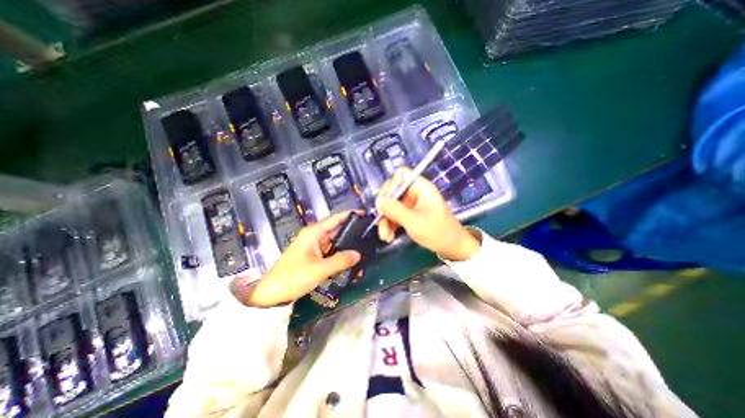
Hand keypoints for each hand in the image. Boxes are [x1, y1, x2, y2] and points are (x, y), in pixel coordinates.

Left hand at [232, 212, 361, 306]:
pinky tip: (351, 259)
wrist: (271, 294)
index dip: (350, 215)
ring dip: (348, 245)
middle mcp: (315, 236)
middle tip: (369, 234)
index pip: (335, 218)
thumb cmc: (292, 277)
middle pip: (337, 229)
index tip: (365, 215)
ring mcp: (315, 247)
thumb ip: (340, 260)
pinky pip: (331, 252)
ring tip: (364, 246)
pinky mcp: (314, 256)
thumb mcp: (319, 269)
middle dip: (352, 231)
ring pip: (335, 242)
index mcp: (314, 233)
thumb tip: (358, 254)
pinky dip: (341, 254)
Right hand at [375, 167, 479, 260]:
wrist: (452, 248)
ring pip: (391, 205)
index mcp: (421, 187)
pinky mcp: (410, 214)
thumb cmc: (437, 232)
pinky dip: (390, 225)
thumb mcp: (414, 222)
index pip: (401, 175)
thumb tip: (380, 202)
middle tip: (380, 220)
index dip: (391, 185)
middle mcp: (415, 192)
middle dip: (385, 208)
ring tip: (384, 236)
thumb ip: (395, 210)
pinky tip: (388, 237)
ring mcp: (412, 204)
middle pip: (393, 191)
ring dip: (386, 220)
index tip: (384, 202)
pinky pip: (395, 215)